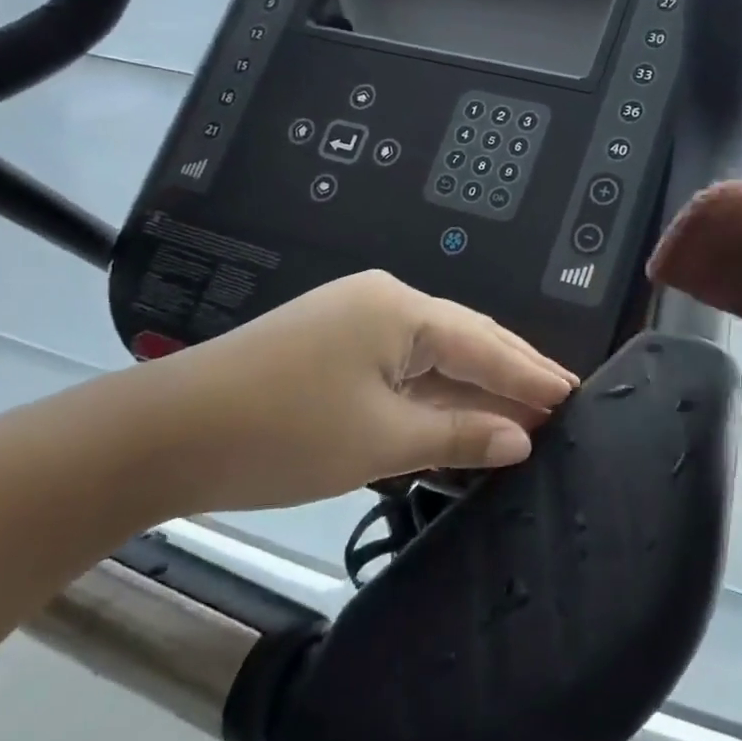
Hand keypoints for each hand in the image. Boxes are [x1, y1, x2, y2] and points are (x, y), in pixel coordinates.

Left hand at [135, 271, 577, 514]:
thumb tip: (522, 438)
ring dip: (474, 386)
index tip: (577, 395)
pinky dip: (435, 392)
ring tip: (523, 412)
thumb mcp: (381, 439)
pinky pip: (403, 366)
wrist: (164, 434)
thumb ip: (459, 433)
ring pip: (434, 354)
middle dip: (512, 373)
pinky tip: (460, 414)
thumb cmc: (282, 433)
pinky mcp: (333, 345)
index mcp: (402, 310)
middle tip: (560, 401)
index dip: (533, 375)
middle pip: (466, 339)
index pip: (487, 345)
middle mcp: (384, 301)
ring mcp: (354, 320)